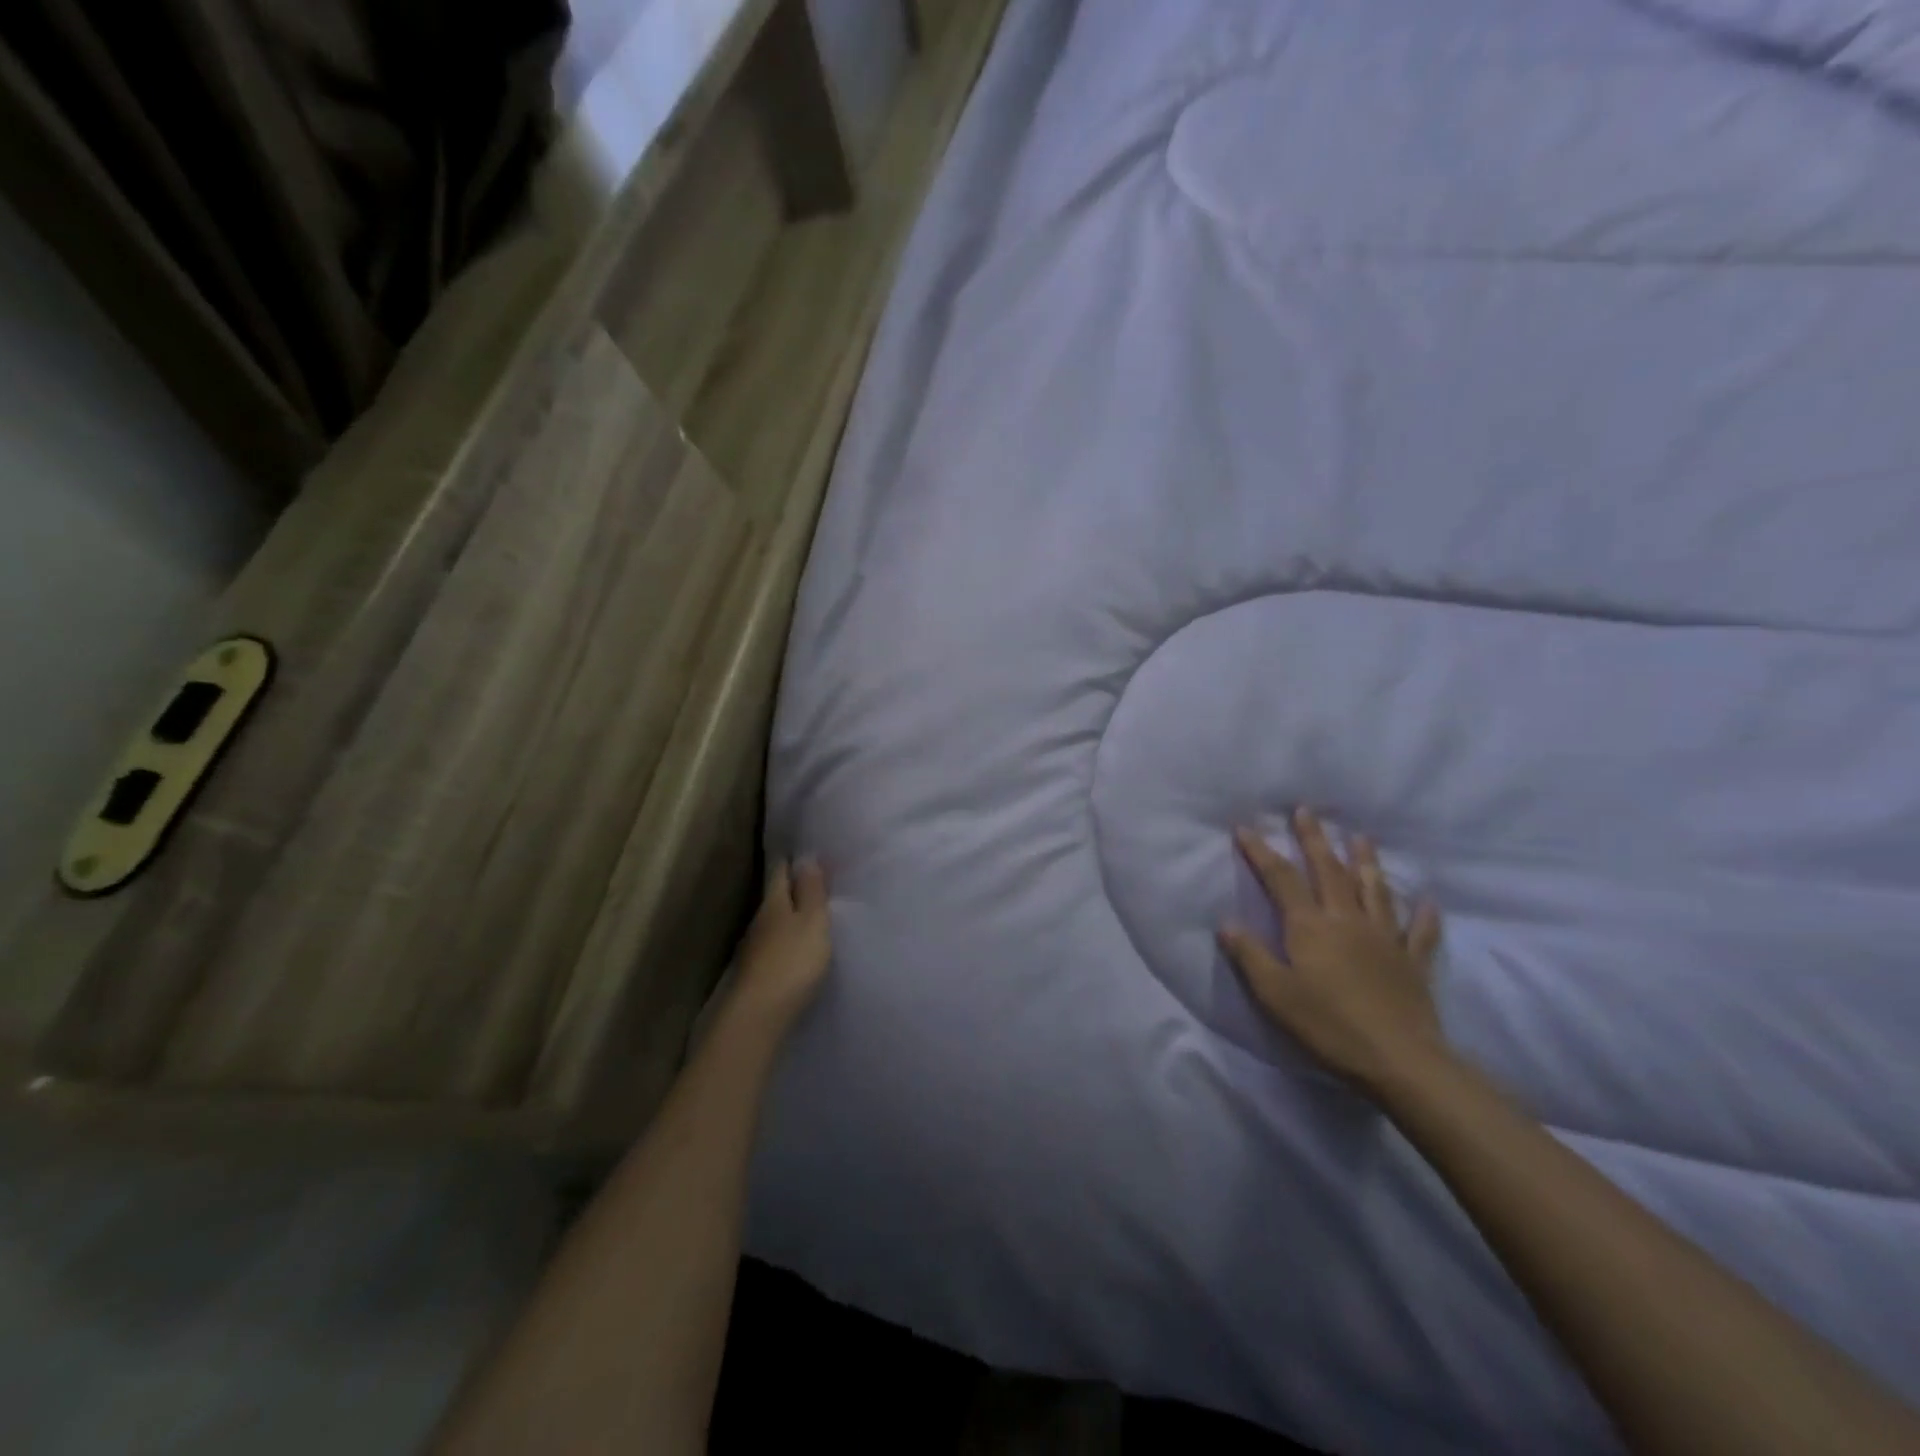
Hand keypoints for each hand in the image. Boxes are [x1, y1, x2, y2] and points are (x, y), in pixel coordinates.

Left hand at [728, 859, 832, 1030]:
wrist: (758, 1017)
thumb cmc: (792, 963)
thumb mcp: (812, 922)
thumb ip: (811, 891)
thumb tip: (805, 856)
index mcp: (774, 903)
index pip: (779, 871)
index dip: (792, 859)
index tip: (806, 850)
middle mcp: (759, 920)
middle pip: (775, 896)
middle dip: (792, 886)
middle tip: (816, 879)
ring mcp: (754, 949)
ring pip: (774, 922)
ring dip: (790, 915)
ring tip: (811, 913)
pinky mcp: (756, 973)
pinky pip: (774, 945)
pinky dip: (786, 939)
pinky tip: (797, 946)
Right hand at [1219, 809, 1445, 1096]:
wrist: (1399, 1059)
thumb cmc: (1328, 1025)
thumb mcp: (1275, 994)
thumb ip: (1250, 955)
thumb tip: (1225, 923)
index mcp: (1310, 926)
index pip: (1281, 879)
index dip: (1261, 852)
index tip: (1245, 827)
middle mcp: (1347, 920)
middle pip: (1329, 871)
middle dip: (1315, 839)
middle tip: (1306, 811)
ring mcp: (1385, 939)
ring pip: (1374, 890)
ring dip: (1366, 862)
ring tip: (1361, 837)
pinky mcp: (1413, 962)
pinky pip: (1420, 932)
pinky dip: (1424, 915)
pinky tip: (1428, 901)